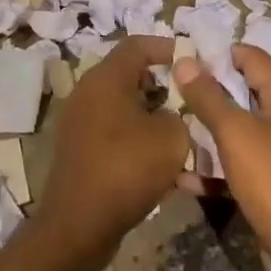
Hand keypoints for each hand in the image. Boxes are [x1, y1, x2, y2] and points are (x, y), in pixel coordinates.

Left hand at [38, 36, 188, 265]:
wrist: (79, 225)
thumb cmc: (126, 169)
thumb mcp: (171, 138)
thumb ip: (180, 114)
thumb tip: (172, 113)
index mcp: (105, 78)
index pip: (137, 45)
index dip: (167, 47)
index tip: (192, 60)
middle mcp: (87, 92)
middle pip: (129, 75)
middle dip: (163, 84)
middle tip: (190, 99)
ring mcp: (79, 122)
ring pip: (123, 106)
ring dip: (152, 115)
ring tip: (182, 133)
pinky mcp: (79, 149)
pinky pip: (115, 132)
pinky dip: (137, 138)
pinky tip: (161, 163)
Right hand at [173, 46, 270, 270]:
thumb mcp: (234, 133)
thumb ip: (208, 96)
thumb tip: (185, 61)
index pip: (253, 58)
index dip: (220, 54)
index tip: (185, 59)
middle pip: (245, 93)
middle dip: (209, 94)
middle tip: (173, 94)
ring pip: (241, 130)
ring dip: (209, 131)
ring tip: (173, 130)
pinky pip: (242, 162)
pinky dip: (218, 166)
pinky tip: (185, 177)